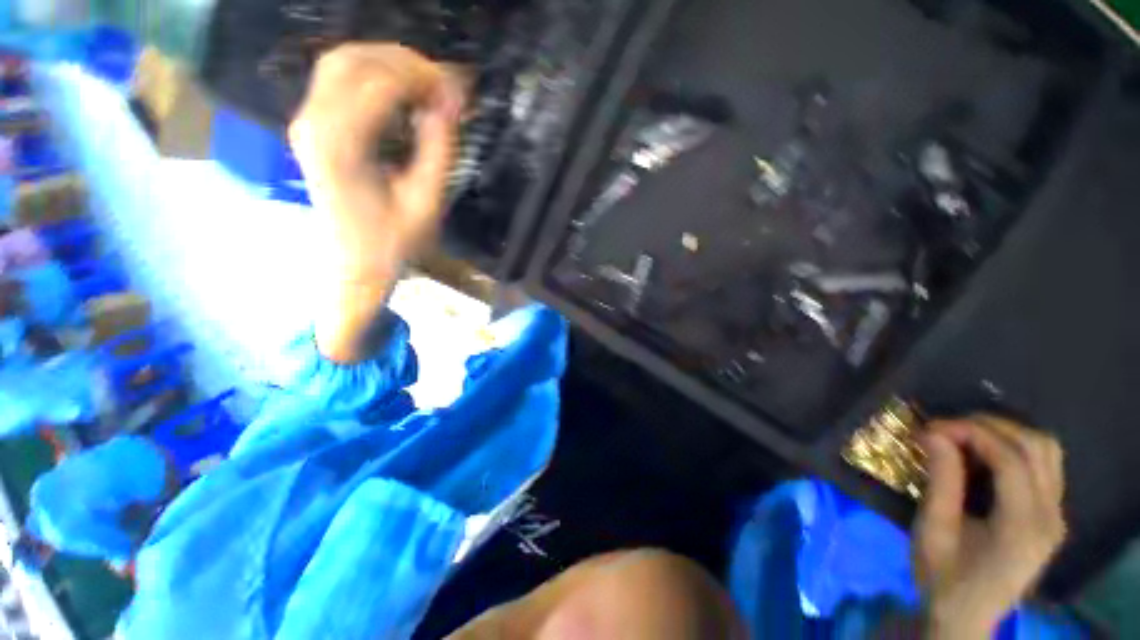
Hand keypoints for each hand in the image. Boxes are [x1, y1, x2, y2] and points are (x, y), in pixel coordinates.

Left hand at [289, 44, 463, 361]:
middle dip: (405, 63)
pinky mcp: (311, 127)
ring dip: (387, 63)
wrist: (355, 264)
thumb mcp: (427, 200)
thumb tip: (452, 100)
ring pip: (342, 63)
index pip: (380, 84)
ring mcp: (306, 122)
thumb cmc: (394, 242)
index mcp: (341, 145)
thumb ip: (439, 147)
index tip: (458, 90)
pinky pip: (337, 81)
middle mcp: (313, 123)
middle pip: (354, 61)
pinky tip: (399, 93)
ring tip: (426, 85)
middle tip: (445, 85)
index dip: (422, 78)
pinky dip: (372, 76)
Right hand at [915, 417, 1065, 638]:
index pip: (1011, 460)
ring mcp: (1055, 516)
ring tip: (966, 435)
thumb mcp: (933, 531)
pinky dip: (1016, 448)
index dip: (972, 433)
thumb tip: (935, 433)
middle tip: (947, 427)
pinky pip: (1044, 466)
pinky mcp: (1051, 517)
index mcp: (1023, 527)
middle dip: (990, 426)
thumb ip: (941, 481)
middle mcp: (1050, 517)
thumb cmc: (942, 577)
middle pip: (1037, 447)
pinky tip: (987, 454)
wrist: (965, 616)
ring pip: (1047, 451)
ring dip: (1006, 433)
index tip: (932, 427)